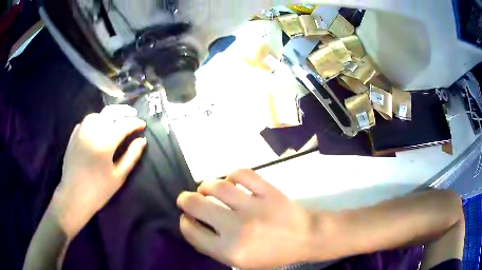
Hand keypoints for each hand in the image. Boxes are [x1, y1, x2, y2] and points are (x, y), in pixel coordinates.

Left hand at [52, 105, 146, 237]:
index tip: (143, 125)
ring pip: (97, 115)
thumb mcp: (119, 176)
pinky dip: (94, 121)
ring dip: (108, 115)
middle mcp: (92, 131)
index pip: (124, 124)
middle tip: (133, 115)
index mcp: (105, 142)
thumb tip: (142, 140)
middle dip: (124, 111)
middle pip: (110, 112)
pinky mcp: (73, 136)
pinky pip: (85, 122)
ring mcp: (81, 132)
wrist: (74, 197)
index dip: (135, 123)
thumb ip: (131, 156)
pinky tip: (97, 129)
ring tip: (114, 121)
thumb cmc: (98, 190)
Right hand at [177, 169, 312, 268]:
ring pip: (217, 186)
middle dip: (185, 200)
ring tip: (206, 189)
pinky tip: (231, 181)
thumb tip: (194, 225)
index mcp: (229, 251)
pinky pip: (242, 174)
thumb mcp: (240, 262)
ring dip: (205, 185)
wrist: (306, 238)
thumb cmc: (272, 254)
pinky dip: (232, 174)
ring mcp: (254, 207)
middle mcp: (237, 228)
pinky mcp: (268, 191)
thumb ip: (214, 248)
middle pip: (197, 205)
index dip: (184, 222)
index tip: (187, 218)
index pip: (192, 231)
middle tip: (186, 199)